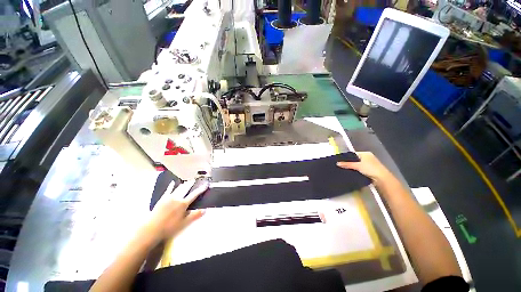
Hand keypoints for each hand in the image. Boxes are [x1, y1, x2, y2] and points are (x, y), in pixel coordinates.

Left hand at [143, 179, 208, 244]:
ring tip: (187, 181)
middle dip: (191, 184)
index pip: (194, 195)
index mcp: (183, 204)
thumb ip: (194, 215)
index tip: (206, 185)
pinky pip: (168, 190)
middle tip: (195, 180)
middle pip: (186, 189)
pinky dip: (171, 186)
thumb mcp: (184, 223)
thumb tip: (205, 210)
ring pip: (178, 189)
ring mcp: (169, 198)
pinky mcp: (162, 199)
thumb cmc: (169, 227)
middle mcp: (177, 198)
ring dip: (184, 184)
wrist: (151, 229)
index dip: (201, 190)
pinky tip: (172, 183)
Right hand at [336, 152, 393, 184]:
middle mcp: (368, 157)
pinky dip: (356, 170)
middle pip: (355, 159)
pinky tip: (351, 172)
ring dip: (352, 167)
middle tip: (341, 165)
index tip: (340, 160)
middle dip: (349, 162)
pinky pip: (360, 168)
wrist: (382, 178)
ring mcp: (370, 163)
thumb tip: (337, 163)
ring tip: (344, 169)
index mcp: (365, 153)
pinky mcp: (370, 170)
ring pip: (358, 164)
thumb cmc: (370, 169)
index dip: (346, 157)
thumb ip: (347, 164)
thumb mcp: (357, 166)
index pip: (353, 154)